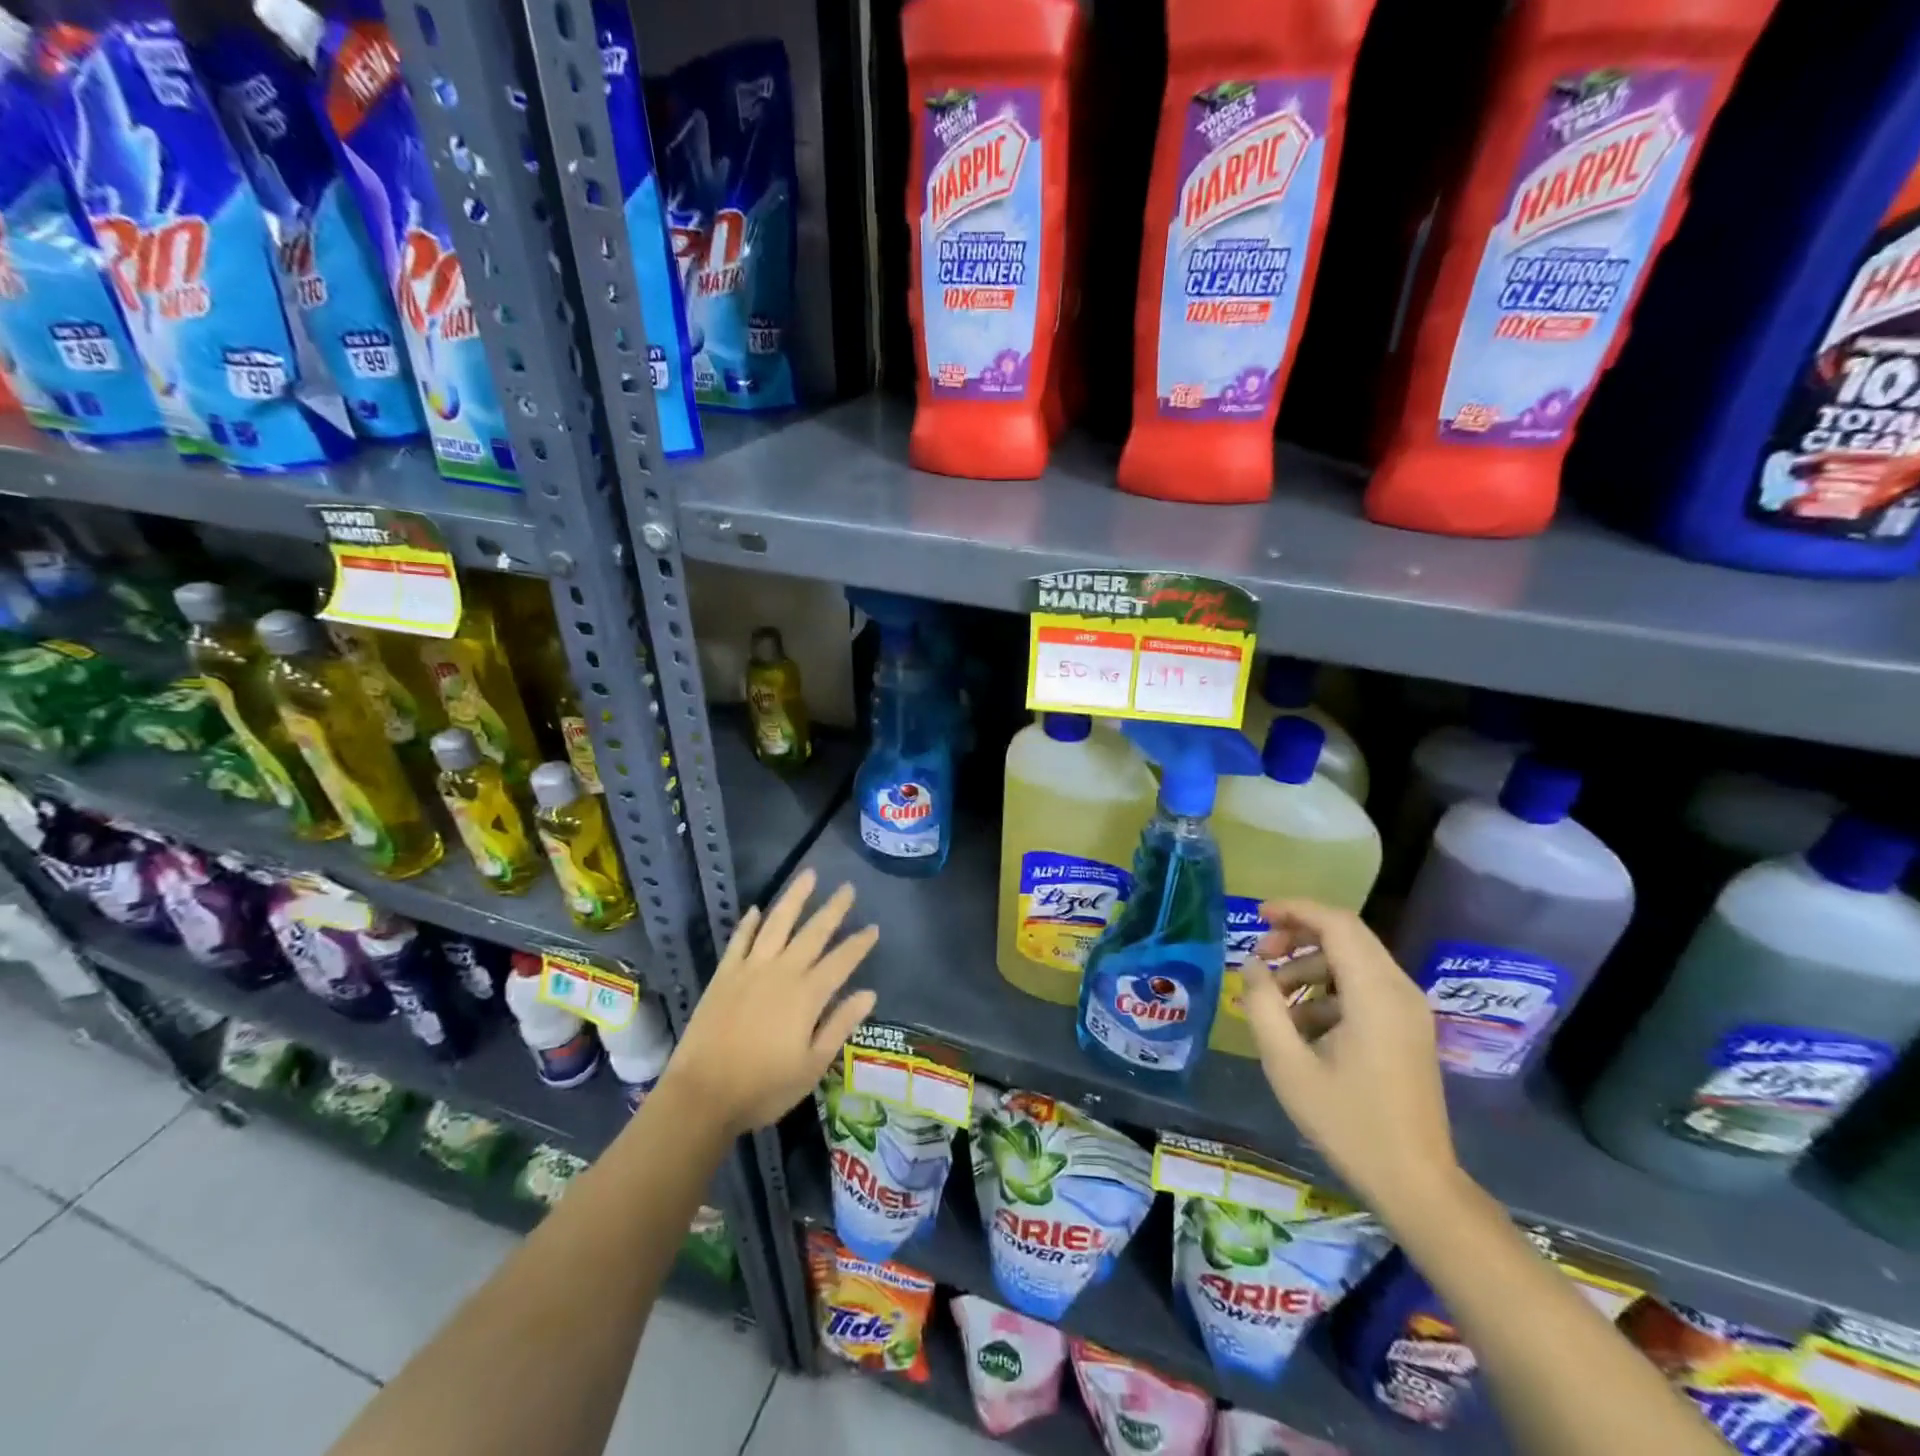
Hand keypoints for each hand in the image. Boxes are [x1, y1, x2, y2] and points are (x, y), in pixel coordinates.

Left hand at [663, 869, 878, 1134]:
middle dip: (834, 909)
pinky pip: (739, 940)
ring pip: (777, 923)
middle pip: (813, 932)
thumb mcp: (812, 1066)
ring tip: (808, 875)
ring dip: (794, 898)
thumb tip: (868, 994)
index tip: (874, 928)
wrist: (702, 1095)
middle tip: (848, 888)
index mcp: (808, 995)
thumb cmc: (763, 1087)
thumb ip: (840, 1025)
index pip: (842, 960)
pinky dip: (749, 923)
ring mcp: (750, 969)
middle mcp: (782, 972)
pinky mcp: (724, 975)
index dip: (859, 944)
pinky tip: (756, 909)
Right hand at [1238, 899, 1462, 1217]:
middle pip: (1347, 935)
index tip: (1257, 915)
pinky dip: (1329, 990)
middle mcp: (1400, 990)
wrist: (1416, 1183)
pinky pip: (1364, 987)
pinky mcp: (1408, 1028)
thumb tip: (1252, 964)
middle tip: (1260, 956)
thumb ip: (1263, 1005)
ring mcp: (1409, 1010)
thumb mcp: (1288, 1065)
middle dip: (1298, 936)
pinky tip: (1302, 1025)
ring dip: (1310, 966)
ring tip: (1274, 999)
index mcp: (1375, 994)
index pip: (1336, 923)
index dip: (1295, 910)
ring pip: (1354, 960)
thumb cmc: (1348, 1123)